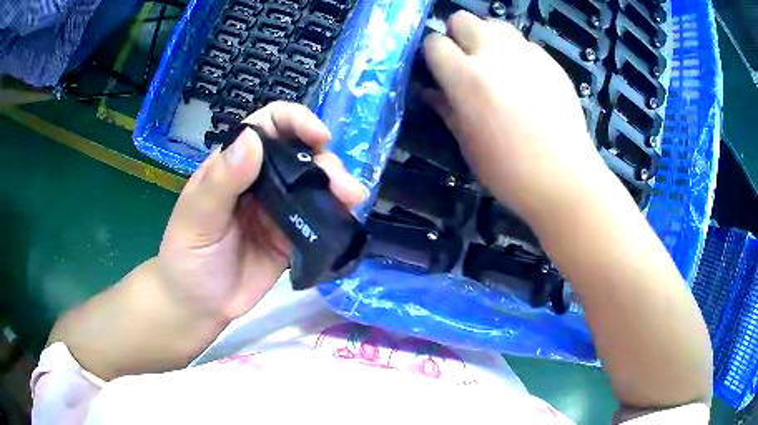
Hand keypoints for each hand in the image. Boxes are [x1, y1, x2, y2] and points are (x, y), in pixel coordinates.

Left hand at [156, 102, 366, 324]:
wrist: (198, 305)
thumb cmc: (187, 257)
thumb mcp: (197, 217)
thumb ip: (222, 180)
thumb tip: (253, 139)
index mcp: (233, 164)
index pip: (267, 126)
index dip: (295, 122)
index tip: (319, 137)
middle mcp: (258, 180)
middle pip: (299, 153)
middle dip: (325, 161)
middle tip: (342, 185)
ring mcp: (277, 209)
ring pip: (314, 184)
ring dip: (337, 186)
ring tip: (353, 199)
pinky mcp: (291, 237)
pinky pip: (318, 219)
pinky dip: (336, 214)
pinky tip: (348, 218)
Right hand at [423, 12, 611, 220]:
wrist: (564, 177)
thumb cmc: (509, 170)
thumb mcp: (468, 143)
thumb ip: (446, 108)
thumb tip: (430, 90)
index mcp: (466, 77)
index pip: (434, 42)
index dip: (432, 54)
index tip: (437, 69)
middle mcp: (494, 54)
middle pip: (462, 18)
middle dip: (456, 35)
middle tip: (464, 61)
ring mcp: (526, 53)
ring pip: (494, 24)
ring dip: (486, 37)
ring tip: (494, 64)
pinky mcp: (550, 60)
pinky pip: (523, 42)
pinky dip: (515, 52)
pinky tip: (524, 78)